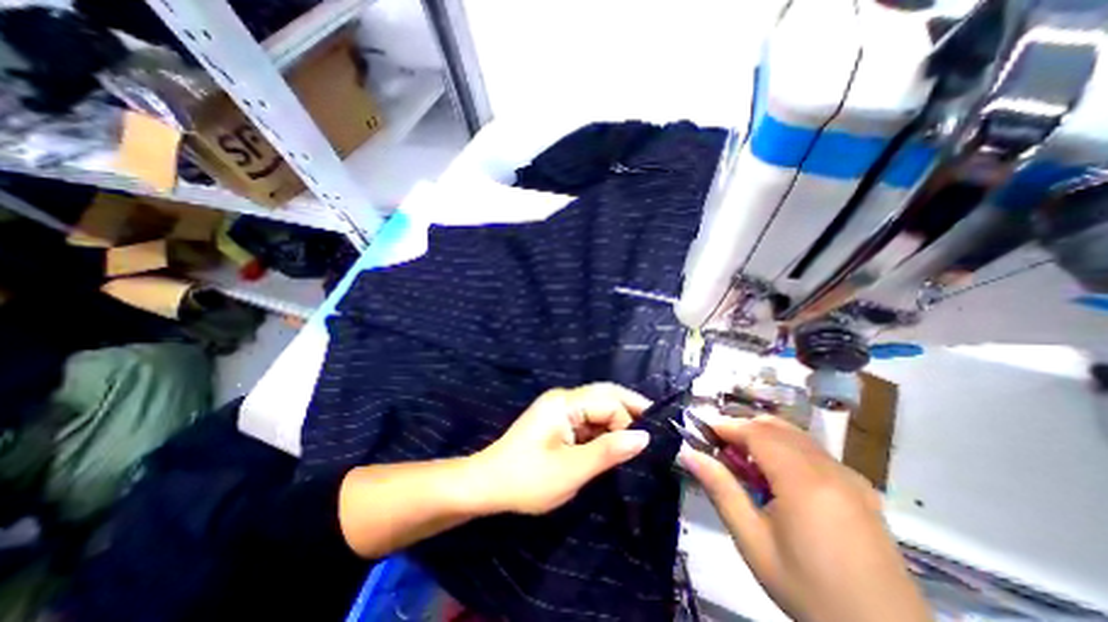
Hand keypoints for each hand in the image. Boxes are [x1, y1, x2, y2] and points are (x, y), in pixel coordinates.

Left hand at [472, 384, 650, 513]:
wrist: (488, 485)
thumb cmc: (527, 478)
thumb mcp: (571, 470)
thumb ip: (608, 451)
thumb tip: (644, 437)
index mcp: (565, 403)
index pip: (608, 402)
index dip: (628, 421)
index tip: (646, 446)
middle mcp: (564, 398)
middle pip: (604, 396)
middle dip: (630, 411)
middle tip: (654, 432)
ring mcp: (559, 409)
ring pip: (597, 408)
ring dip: (617, 422)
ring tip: (638, 442)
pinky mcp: (558, 421)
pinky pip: (587, 419)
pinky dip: (603, 430)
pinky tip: (614, 445)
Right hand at [681, 416, 927, 620]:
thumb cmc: (810, 592)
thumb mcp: (753, 543)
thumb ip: (720, 490)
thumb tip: (688, 453)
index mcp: (804, 481)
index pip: (756, 431)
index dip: (726, 425)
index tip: (702, 433)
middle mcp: (830, 469)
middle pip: (776, 427)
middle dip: (742, 429)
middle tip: (720, 451)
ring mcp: (850, 477)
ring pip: (795, 435)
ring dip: (764, 438)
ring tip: (746, 466)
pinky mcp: (861, 489)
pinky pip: (814, 451)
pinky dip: (786, 450)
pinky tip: (779, 480)